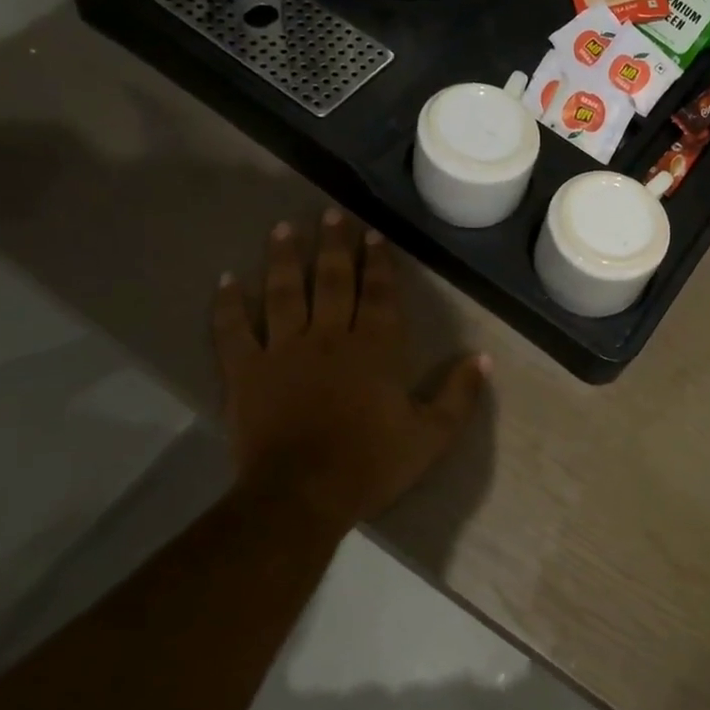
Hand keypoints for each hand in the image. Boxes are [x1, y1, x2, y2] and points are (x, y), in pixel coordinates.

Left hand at [214, 210, 489, 526]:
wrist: (303, 495)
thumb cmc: (371, 464)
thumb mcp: (431, 436)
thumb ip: (459, 395)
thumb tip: (483, 358)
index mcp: (375, 349)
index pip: (378, 294)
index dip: (378, 262)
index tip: (374, 234)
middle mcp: (329, 337)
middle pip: (332, 280)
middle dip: (334, 245)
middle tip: (331, 214)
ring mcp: (282, 350)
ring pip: (284, 292)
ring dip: (285, 258)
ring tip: (285, 228)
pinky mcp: (245, 371)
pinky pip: (233, 330)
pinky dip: (228, 304)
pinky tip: (226, 279)